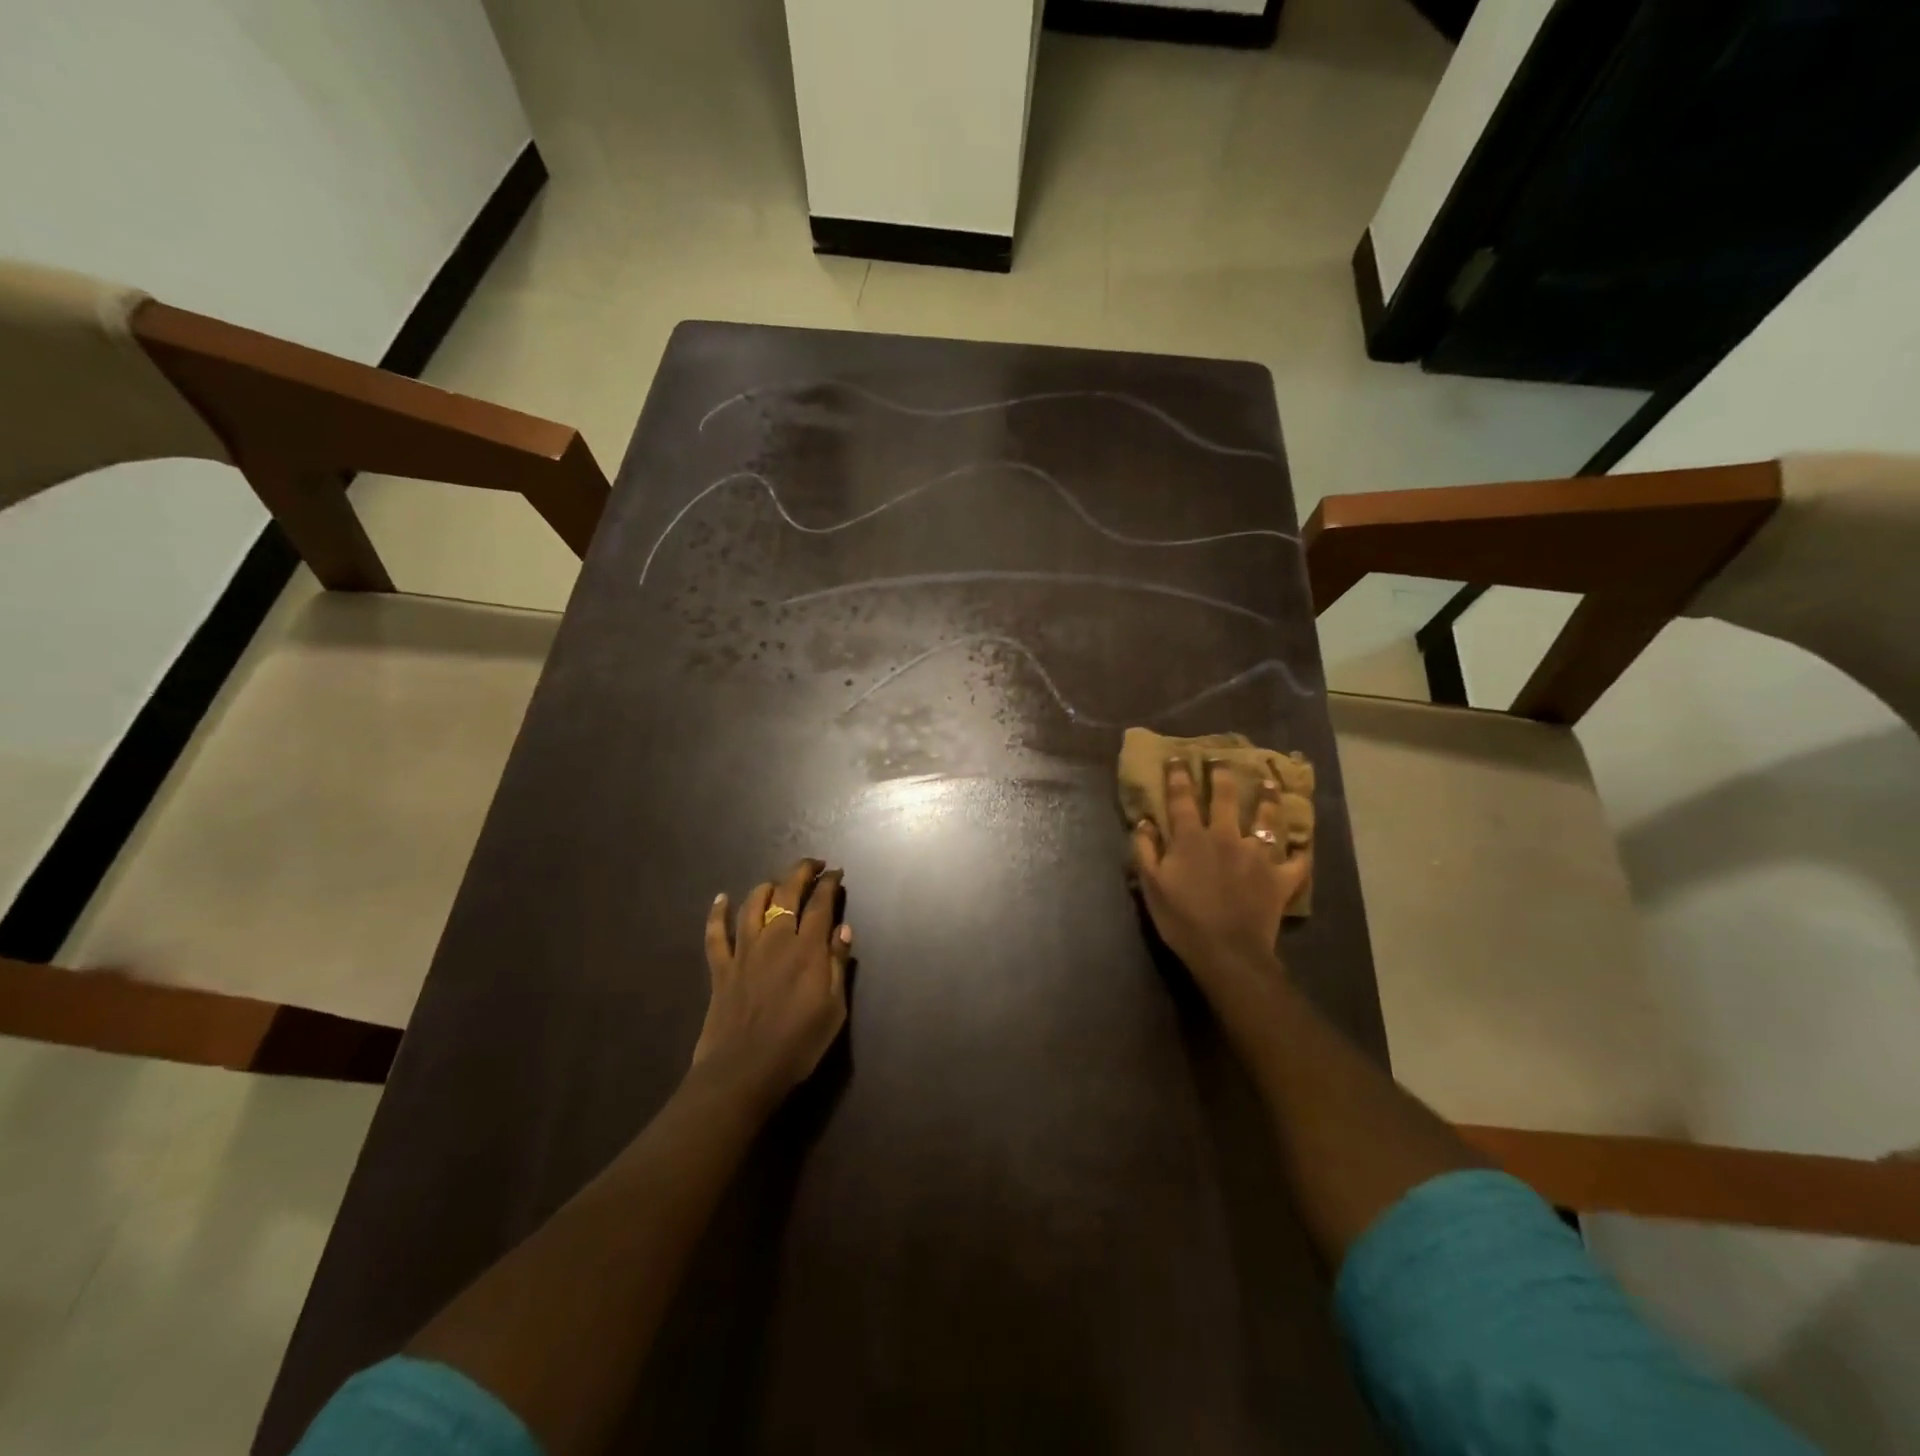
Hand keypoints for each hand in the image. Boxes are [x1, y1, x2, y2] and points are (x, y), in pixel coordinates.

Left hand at [693, 857, 851, 1109]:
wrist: (744, 1072)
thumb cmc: (798, 1044)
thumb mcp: (833, 1009)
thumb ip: (837, 964)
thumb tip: (843, 928)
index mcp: (806, 948)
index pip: (820, 903)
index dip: (829, 884)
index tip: (836, 873)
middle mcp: (775, 939)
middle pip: (787, 893)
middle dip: (802, 872)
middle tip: (814, 866)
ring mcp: (744, 951)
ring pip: (753, 905)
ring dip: (767, 888)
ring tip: (777, 884)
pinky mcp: (721, 968)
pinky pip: (716, 934)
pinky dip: (717, 913)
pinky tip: (720, 899)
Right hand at [1131, 760, 1307, 1019]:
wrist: (1227, 952)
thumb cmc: (1182, 919)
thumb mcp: (1151, 885)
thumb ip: (1145, 850)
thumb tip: (1144, 821)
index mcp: (1191, 838)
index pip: (1182, 798)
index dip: (1179, 776)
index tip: (1178, 758)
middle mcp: (1226, 837)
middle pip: (1226, 798)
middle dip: (1222, 775)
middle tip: (1222, 759)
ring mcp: (1258, 855)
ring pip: (1267, 819)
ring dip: (1268, 798)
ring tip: (1269, 783)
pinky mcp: (1281, 877)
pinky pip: (1297, 859)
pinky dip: (1301, 850)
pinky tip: (1304, 842)